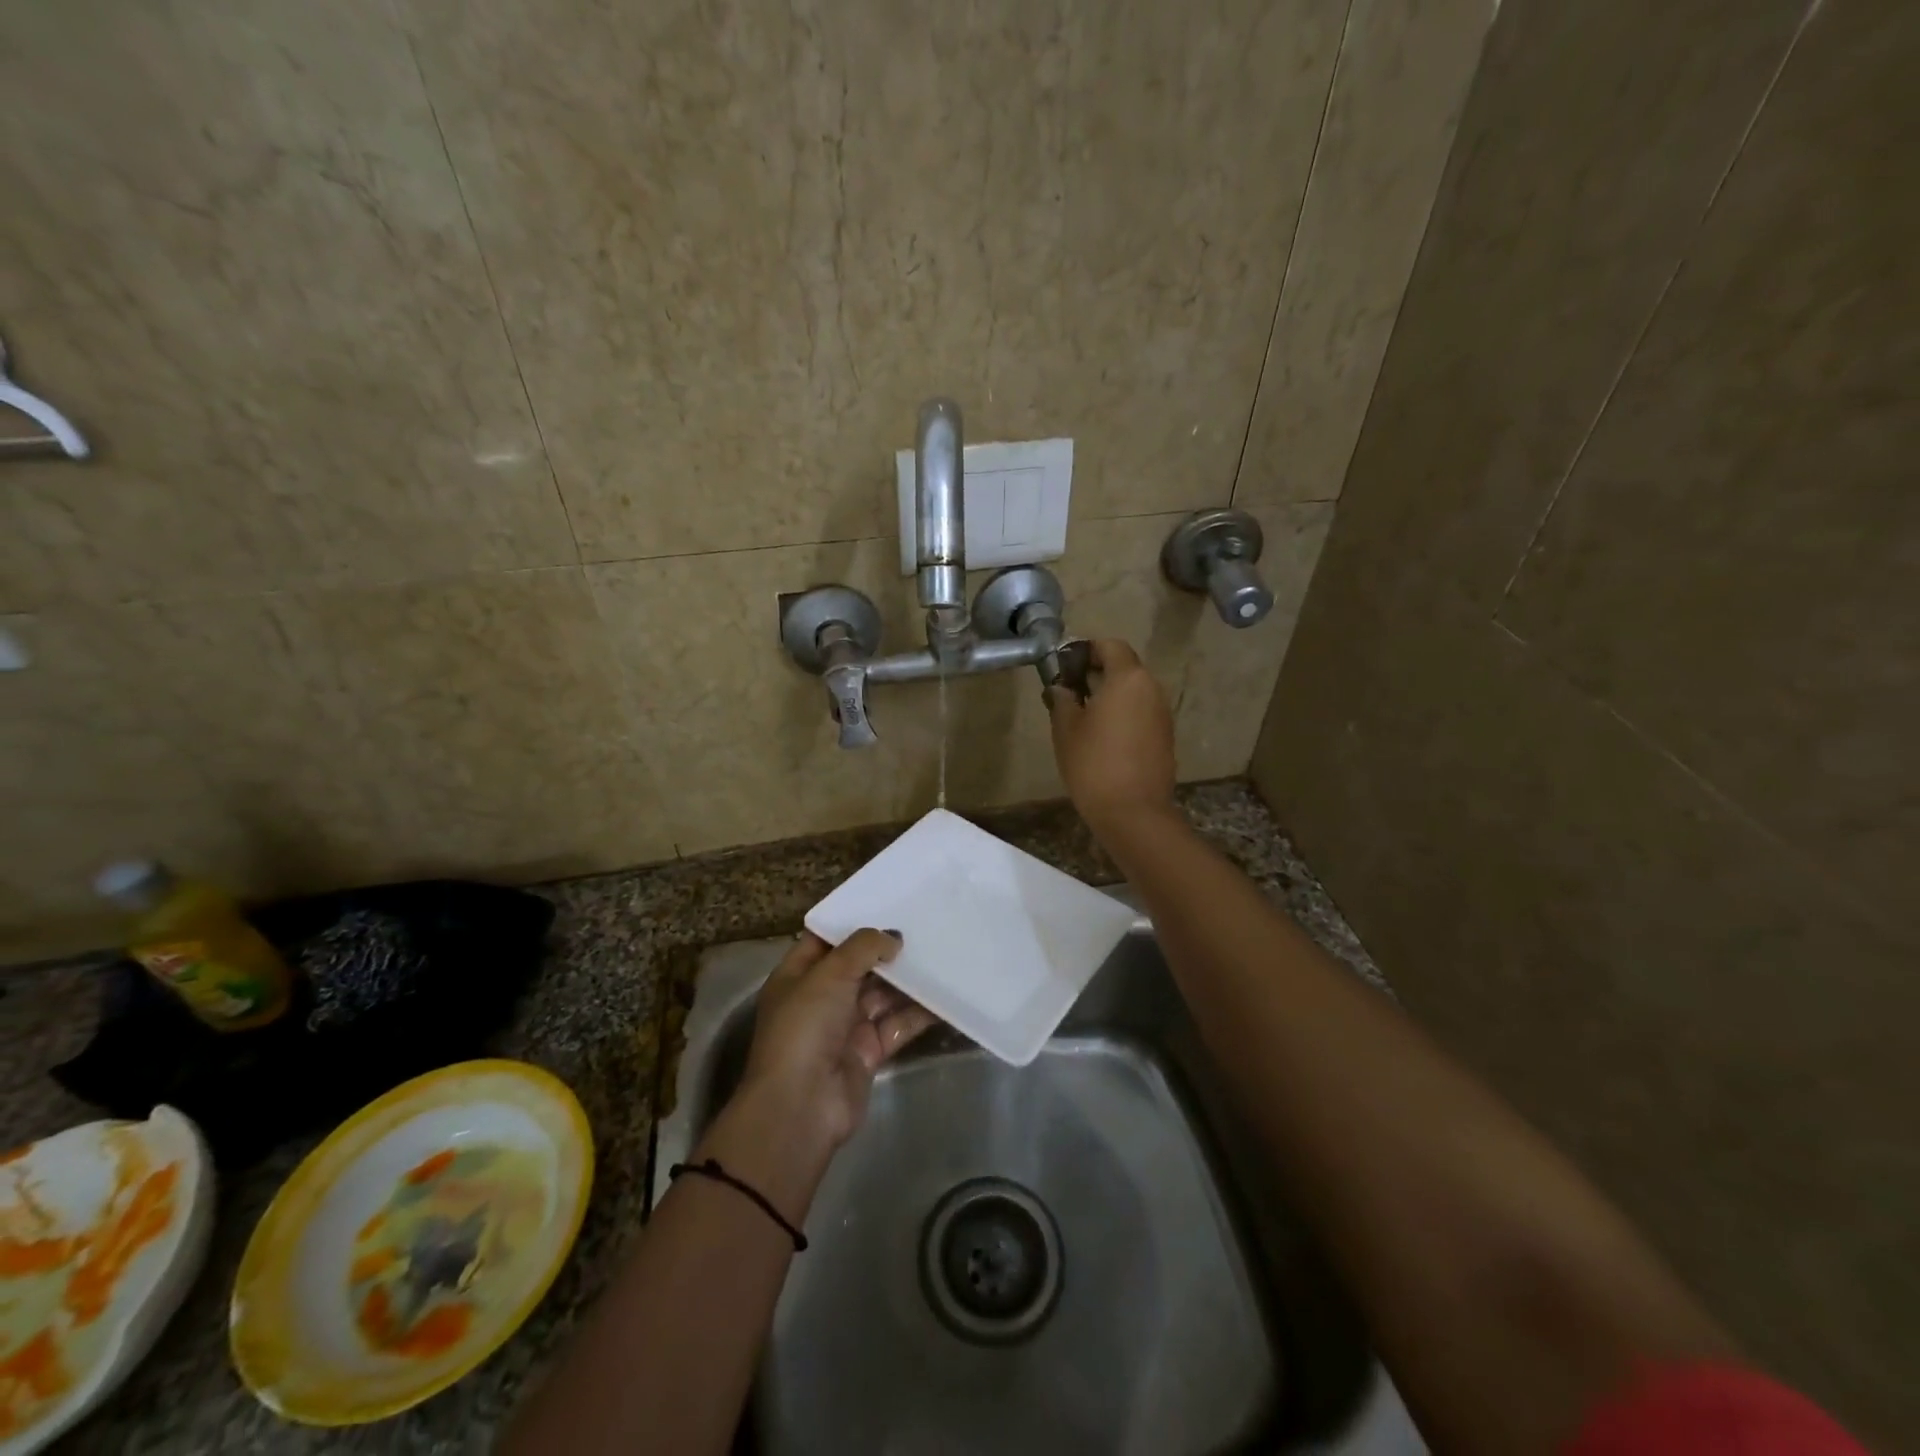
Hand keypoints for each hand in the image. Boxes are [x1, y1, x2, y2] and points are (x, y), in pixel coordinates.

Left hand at [736, 929, 935, 1154]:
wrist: (800, 1107)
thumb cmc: (805, 1028)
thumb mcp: (830, 974)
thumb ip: (863, 947)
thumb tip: (893, 938)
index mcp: (798, 976)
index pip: (825, 940)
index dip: (852, 922)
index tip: (887, 903)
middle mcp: (821, 998)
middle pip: (858, 966)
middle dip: (886, 950)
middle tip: (924, 926)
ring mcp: (845, 1027)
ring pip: (882, 995)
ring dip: (907, 980)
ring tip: (941, 953)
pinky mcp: (869, 1052)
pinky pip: (897, 1025)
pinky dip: (919, 1012)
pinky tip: (945, 995)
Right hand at [1046, 638, 1176, 832]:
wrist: (1133, 812)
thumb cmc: (1093, 764)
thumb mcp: (1066, 728)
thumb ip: (1062, 699)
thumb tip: (1061, 687)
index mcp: (1128, 678)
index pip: (1110, 646)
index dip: (1086, 650)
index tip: (1065, 665)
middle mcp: (1151, 689)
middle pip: (1124, 667)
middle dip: (1097, 673)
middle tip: (1069, 691)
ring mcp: (1162, 714)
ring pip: (1134, 692)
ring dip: (1110, 695)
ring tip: (1083, 717)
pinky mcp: (1165, 737)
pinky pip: (1141, 713)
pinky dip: (1123, 715)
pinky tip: (1103, 738)